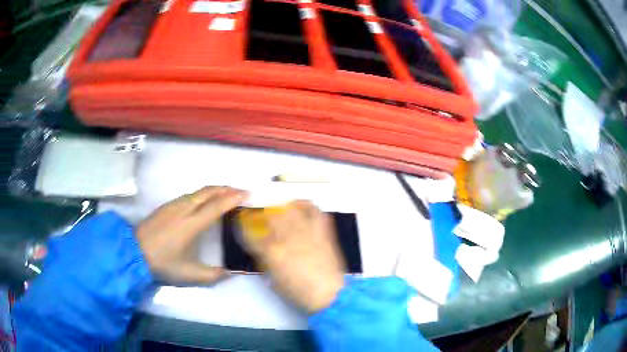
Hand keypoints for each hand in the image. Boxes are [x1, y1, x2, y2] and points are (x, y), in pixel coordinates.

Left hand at [137, 186, 246, 284]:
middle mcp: (184, 209)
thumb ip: (213, 276)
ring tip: (224, 194)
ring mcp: (173, 205)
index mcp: (192, 224)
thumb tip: (231, 274)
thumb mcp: (190, 275)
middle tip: (240, 191)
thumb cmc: (163, 263)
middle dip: (226, 188)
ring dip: (214, 190)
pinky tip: (203, 201)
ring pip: (197, 191)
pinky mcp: (166, 206)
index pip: (216, 206)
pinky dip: (202, 194)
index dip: (233, 198)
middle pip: (208, 192)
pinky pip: (189, 195)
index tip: (247, 194)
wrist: (134, 252)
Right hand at [245, 201, 344, 313]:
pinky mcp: (322, 232)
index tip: (241, 226)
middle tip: (260, 217)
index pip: (250, 234)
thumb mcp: (274, 280)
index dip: (242, 228)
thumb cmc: (299, 292)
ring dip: (281, 208)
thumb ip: (264, 261)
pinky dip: (306, 205)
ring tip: (279, 211)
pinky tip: (300, 207)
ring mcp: (306, 232)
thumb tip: (259, 248)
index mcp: (272, 252)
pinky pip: (314, 211)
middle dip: (261, 214)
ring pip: (290, 209)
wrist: (330, 294)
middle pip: (269, 215)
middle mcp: (287, 237)